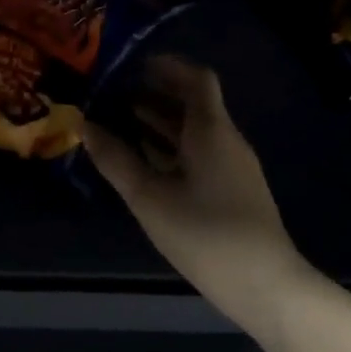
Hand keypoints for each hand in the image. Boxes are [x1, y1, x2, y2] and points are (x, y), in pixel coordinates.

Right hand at [85, 56, 308, 318]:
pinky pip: (200, 151)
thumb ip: (116, 160)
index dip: (167, 66)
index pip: (196, 79)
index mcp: (211, 130)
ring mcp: (233, 165)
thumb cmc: (205, 234)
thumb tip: (85, 125)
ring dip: (160, 121)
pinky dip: (172, 145)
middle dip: (155, 93)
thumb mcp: (150, 198)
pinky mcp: (234, 189)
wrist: (266, 287)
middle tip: (115, 92)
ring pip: (195, 129)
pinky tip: (146, 159)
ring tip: (121, 120)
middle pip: (193, 102)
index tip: (132, 64)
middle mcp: (226, 139)